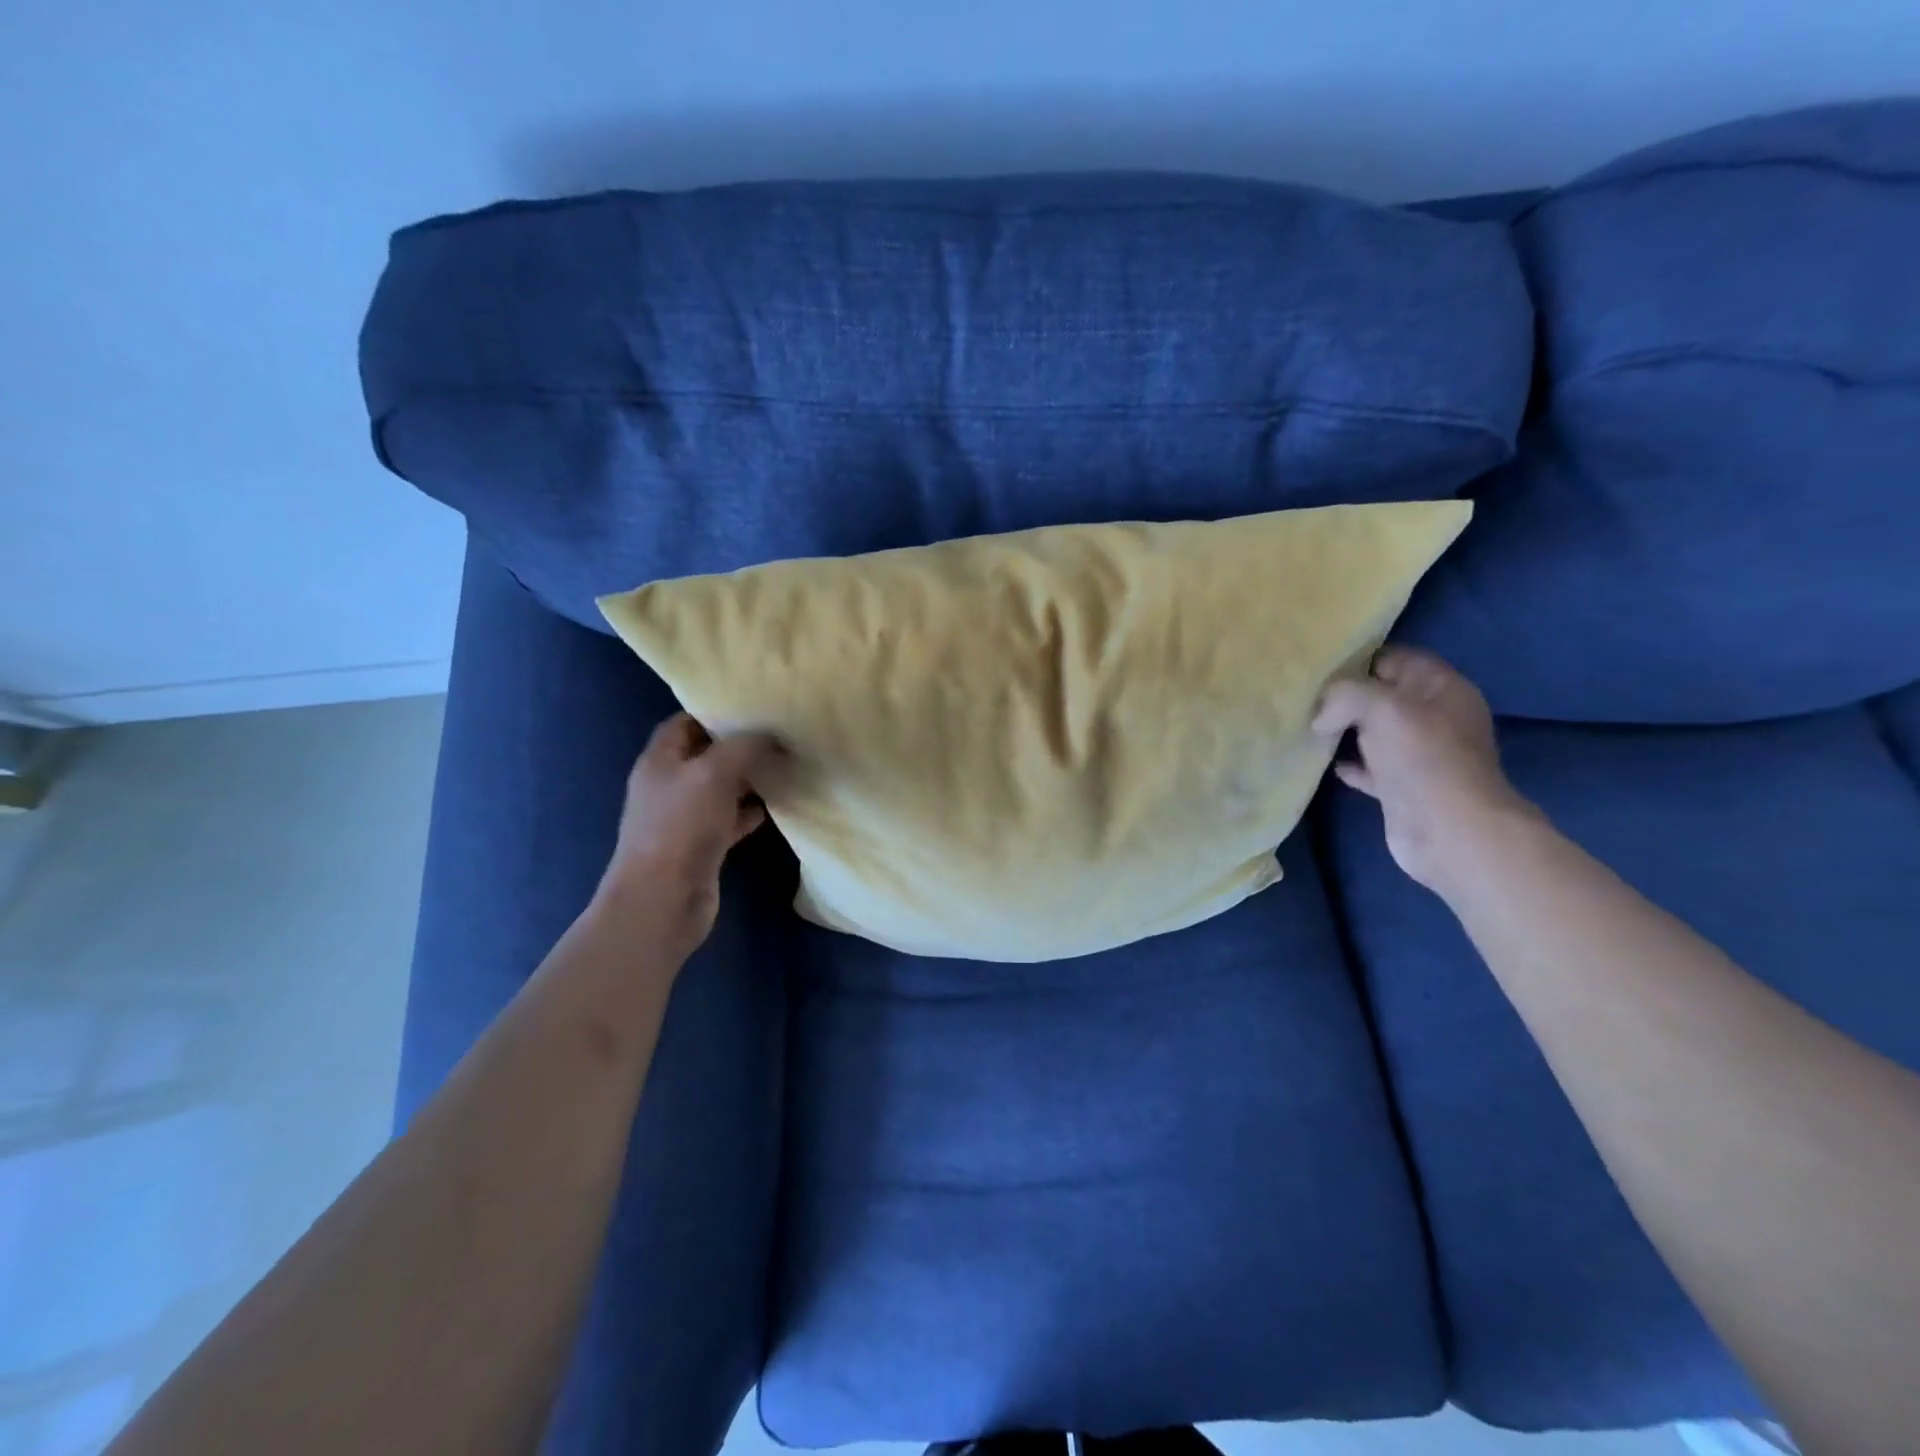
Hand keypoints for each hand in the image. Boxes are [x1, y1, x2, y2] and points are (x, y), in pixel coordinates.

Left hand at [596, 714, 783, 959]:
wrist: (663, 899)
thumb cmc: (682, 827)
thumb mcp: (715, 773)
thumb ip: (744, 746)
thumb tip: (772, 734)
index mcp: (660, 760)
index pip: (683, 723)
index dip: (713, 711)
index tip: (751, 707)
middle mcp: (669, 786)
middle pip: (705, 755)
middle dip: (738, 745)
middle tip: (776, 735)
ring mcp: (684, 818)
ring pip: (719, 788)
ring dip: (747, 779)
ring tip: (782, 765)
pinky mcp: (701, 846)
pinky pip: (728, 819)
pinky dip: (748, 812)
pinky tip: (774, 806)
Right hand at [1312, 647, 1539, 896]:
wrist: (1449, 829)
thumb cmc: (1422, 757)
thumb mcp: (1380, 706)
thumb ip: (1343, 695)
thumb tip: (1320, 718)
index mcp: (1440, 686)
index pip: (1393, 657)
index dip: (1356, 659)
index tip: (1317, 668)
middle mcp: (1433, 715)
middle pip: (1380, 694)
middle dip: (1344, 696)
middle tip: (1304, 698)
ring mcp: (1419, 753)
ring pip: (1373, 731)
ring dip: (1342, 730)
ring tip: (1306, 727)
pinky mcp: (1403, 785)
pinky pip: (1369, 766)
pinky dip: (1348, 763)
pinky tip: (1325, 762)